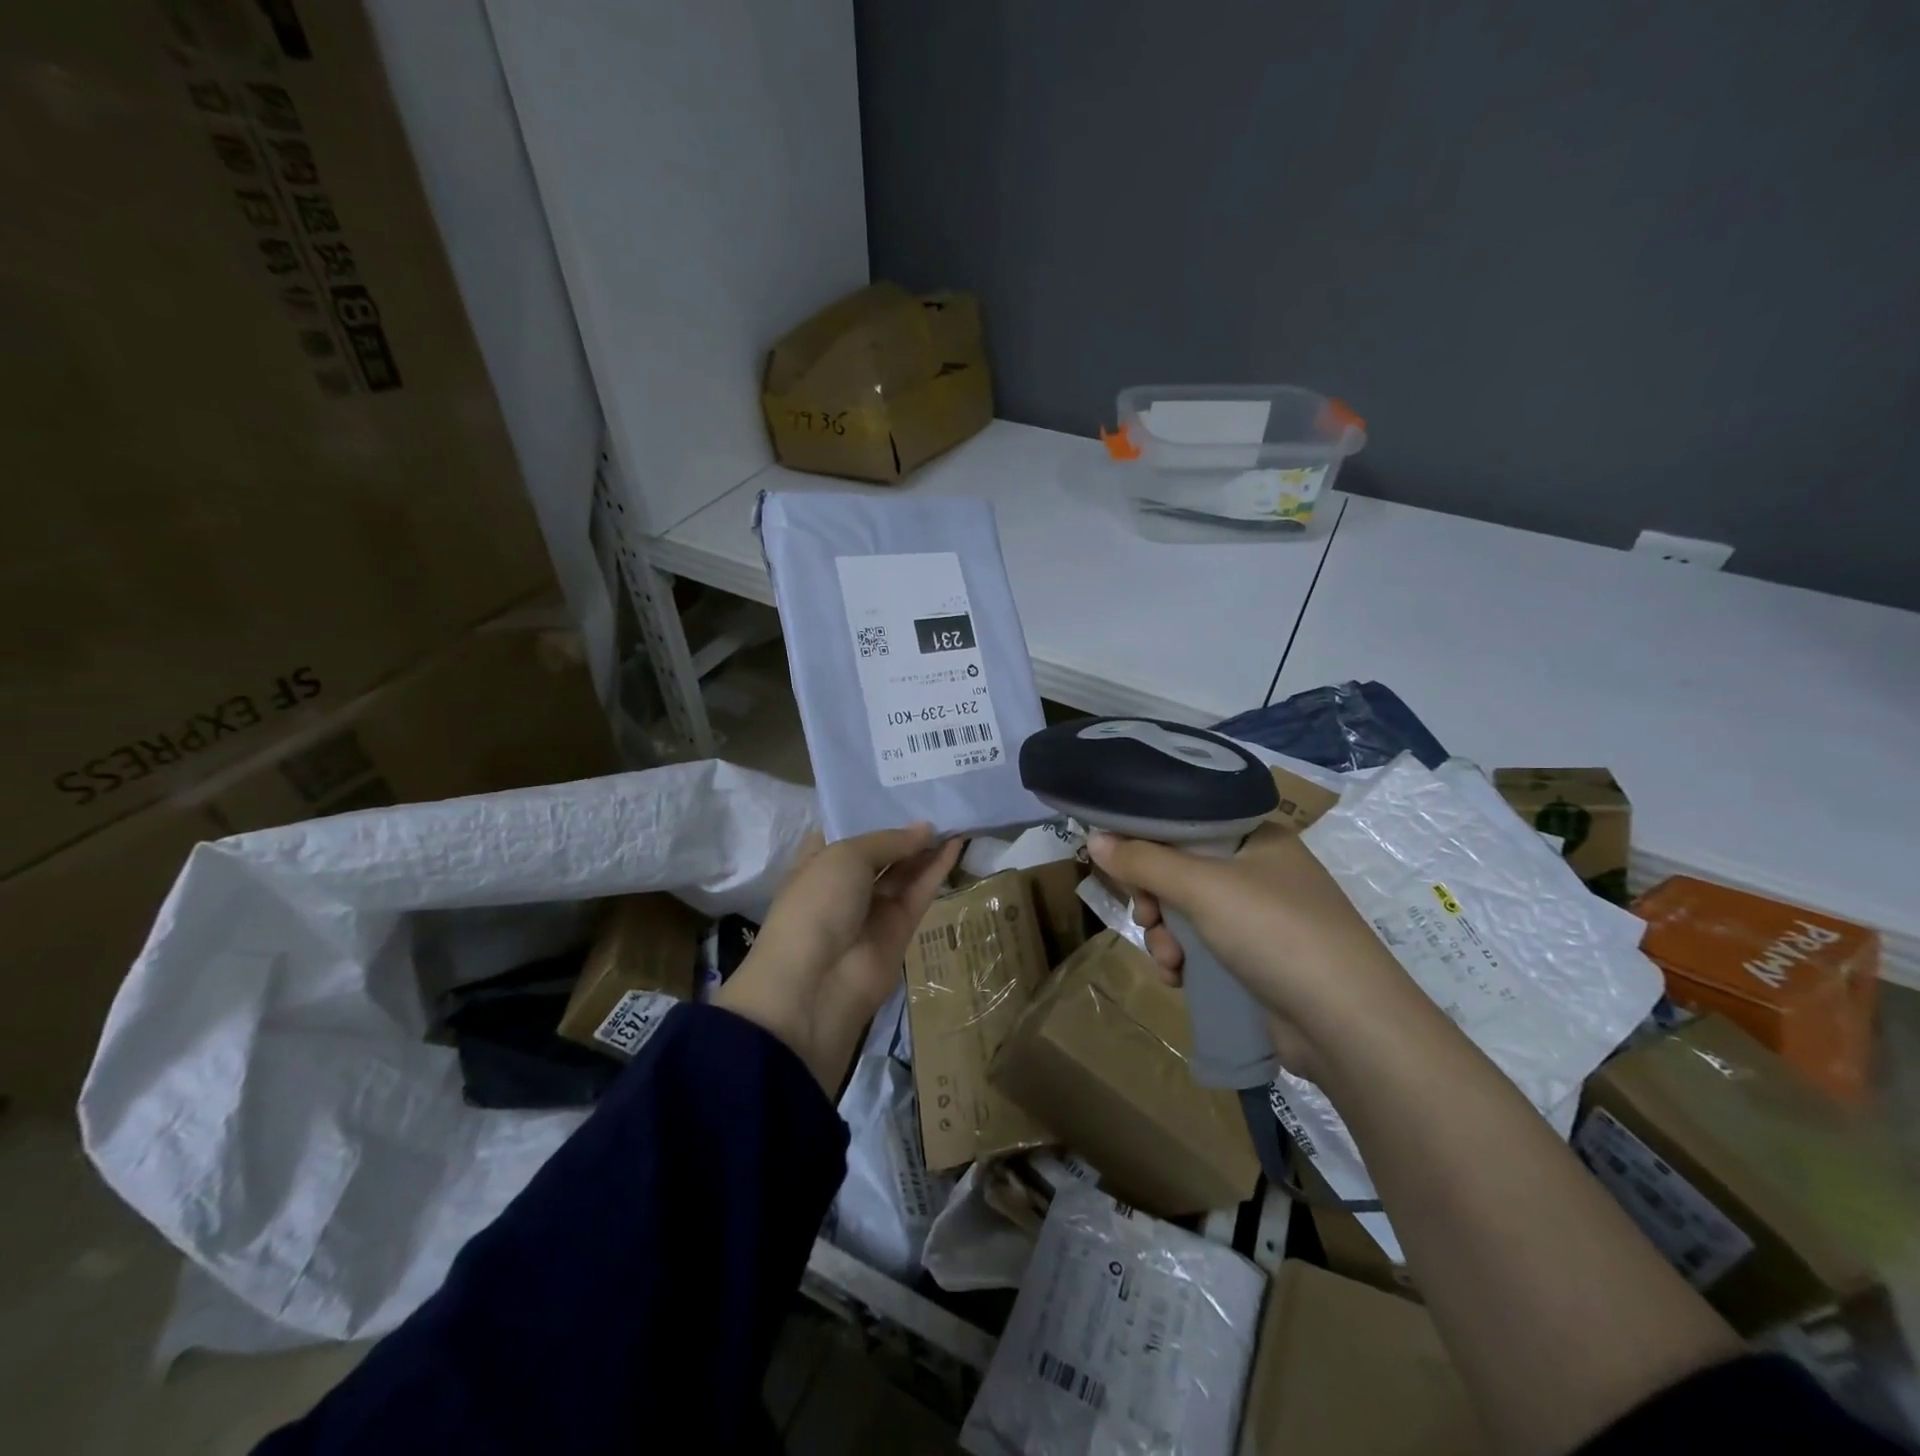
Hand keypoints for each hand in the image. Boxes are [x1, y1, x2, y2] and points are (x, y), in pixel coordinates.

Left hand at [716, 823, 960, 1091]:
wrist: (816, 983)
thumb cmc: (817, 904)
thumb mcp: (845, 856)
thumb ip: (888, 840)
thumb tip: (925, 828)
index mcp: (818, 861)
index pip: (847, 830)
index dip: (873, 809)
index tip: (902, 787)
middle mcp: (845, 883)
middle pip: (882, 850)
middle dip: (906, 828)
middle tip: (939, 797)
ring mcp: (873, 907)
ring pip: (905, 870)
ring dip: (927, 846)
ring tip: (956, 814)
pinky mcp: (900, 928)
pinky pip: (921, 891)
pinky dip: (938, 868)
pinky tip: (958, 841)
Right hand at [1087, 823, 1419, 1078]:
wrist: (1349, 1025)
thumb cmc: (1275, 932)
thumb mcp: (1202, 887)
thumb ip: (1144, 861)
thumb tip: (1094, 838)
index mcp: (1257, 838)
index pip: (1188, 823)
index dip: (1149, 841)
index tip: (1121, 864)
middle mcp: (1261, 872)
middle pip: (1183, 871)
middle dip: (1155, 900)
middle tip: (1146, 917)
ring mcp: (1263, 919)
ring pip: (1190, 914)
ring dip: (1167, 936)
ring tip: (1169, 960)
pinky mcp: (1260, 961)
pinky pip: (1206, 949)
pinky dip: (1186, 961)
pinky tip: (1178, 979)